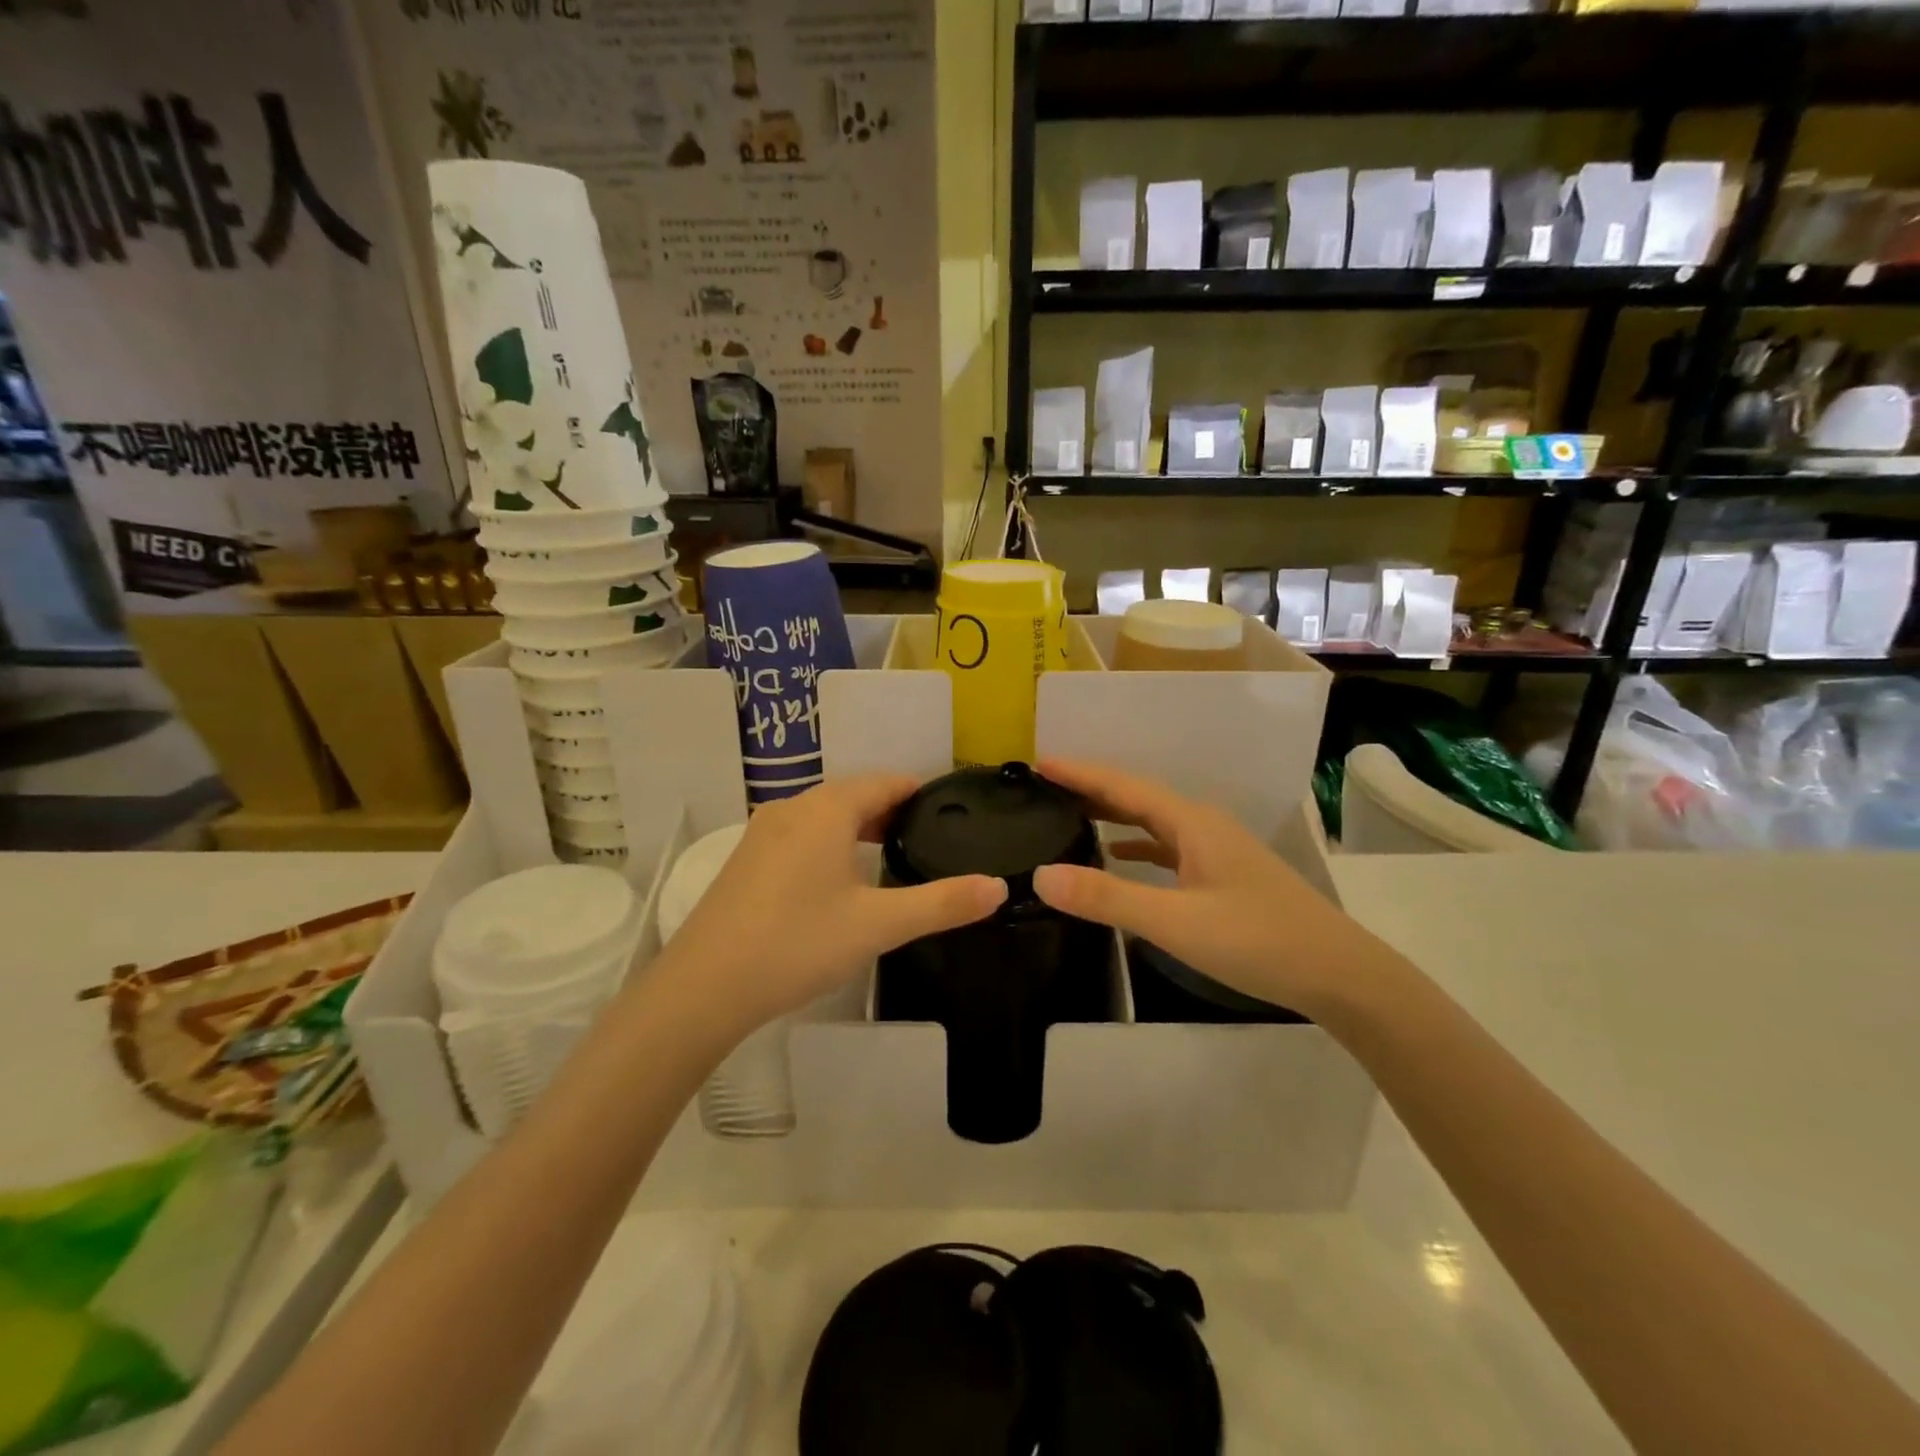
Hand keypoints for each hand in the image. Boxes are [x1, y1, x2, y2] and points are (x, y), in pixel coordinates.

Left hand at [651, 774, 1006, 1040]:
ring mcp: (763, 832)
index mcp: (828, 809)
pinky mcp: (746, 859)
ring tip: (890, 856)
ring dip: (859, 827)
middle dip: (892, 811)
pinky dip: (829, 842)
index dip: (920, 792)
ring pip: (824, 815)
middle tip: (929, 838)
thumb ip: (942, 903)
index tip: (951, 810)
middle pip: (854, 794)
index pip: (886, 782)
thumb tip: (999, 887)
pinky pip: (800, 834)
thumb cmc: (799, 943)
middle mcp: (794, 807)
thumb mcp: (879, 925)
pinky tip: (838, 879)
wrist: (704, 986)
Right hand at [1031, 759, 1369, 1018]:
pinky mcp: (1223, 875)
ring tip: (1070, 814)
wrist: (1339, 974)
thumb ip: (1107, 898)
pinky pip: (1167, 846)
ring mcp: (1216, 850)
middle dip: (1091, 788)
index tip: (1038, 763)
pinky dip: (1136, 844)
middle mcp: (1202, 825)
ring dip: (1112, 814)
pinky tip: (1119, 855)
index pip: (1123, 786)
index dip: (1080, 773)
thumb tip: (1040, 875)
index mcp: (1190, 822)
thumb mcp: (1175, 922)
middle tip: (1045, 787)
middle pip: (1137, 797)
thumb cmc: (1258, 941)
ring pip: (1152, 820)